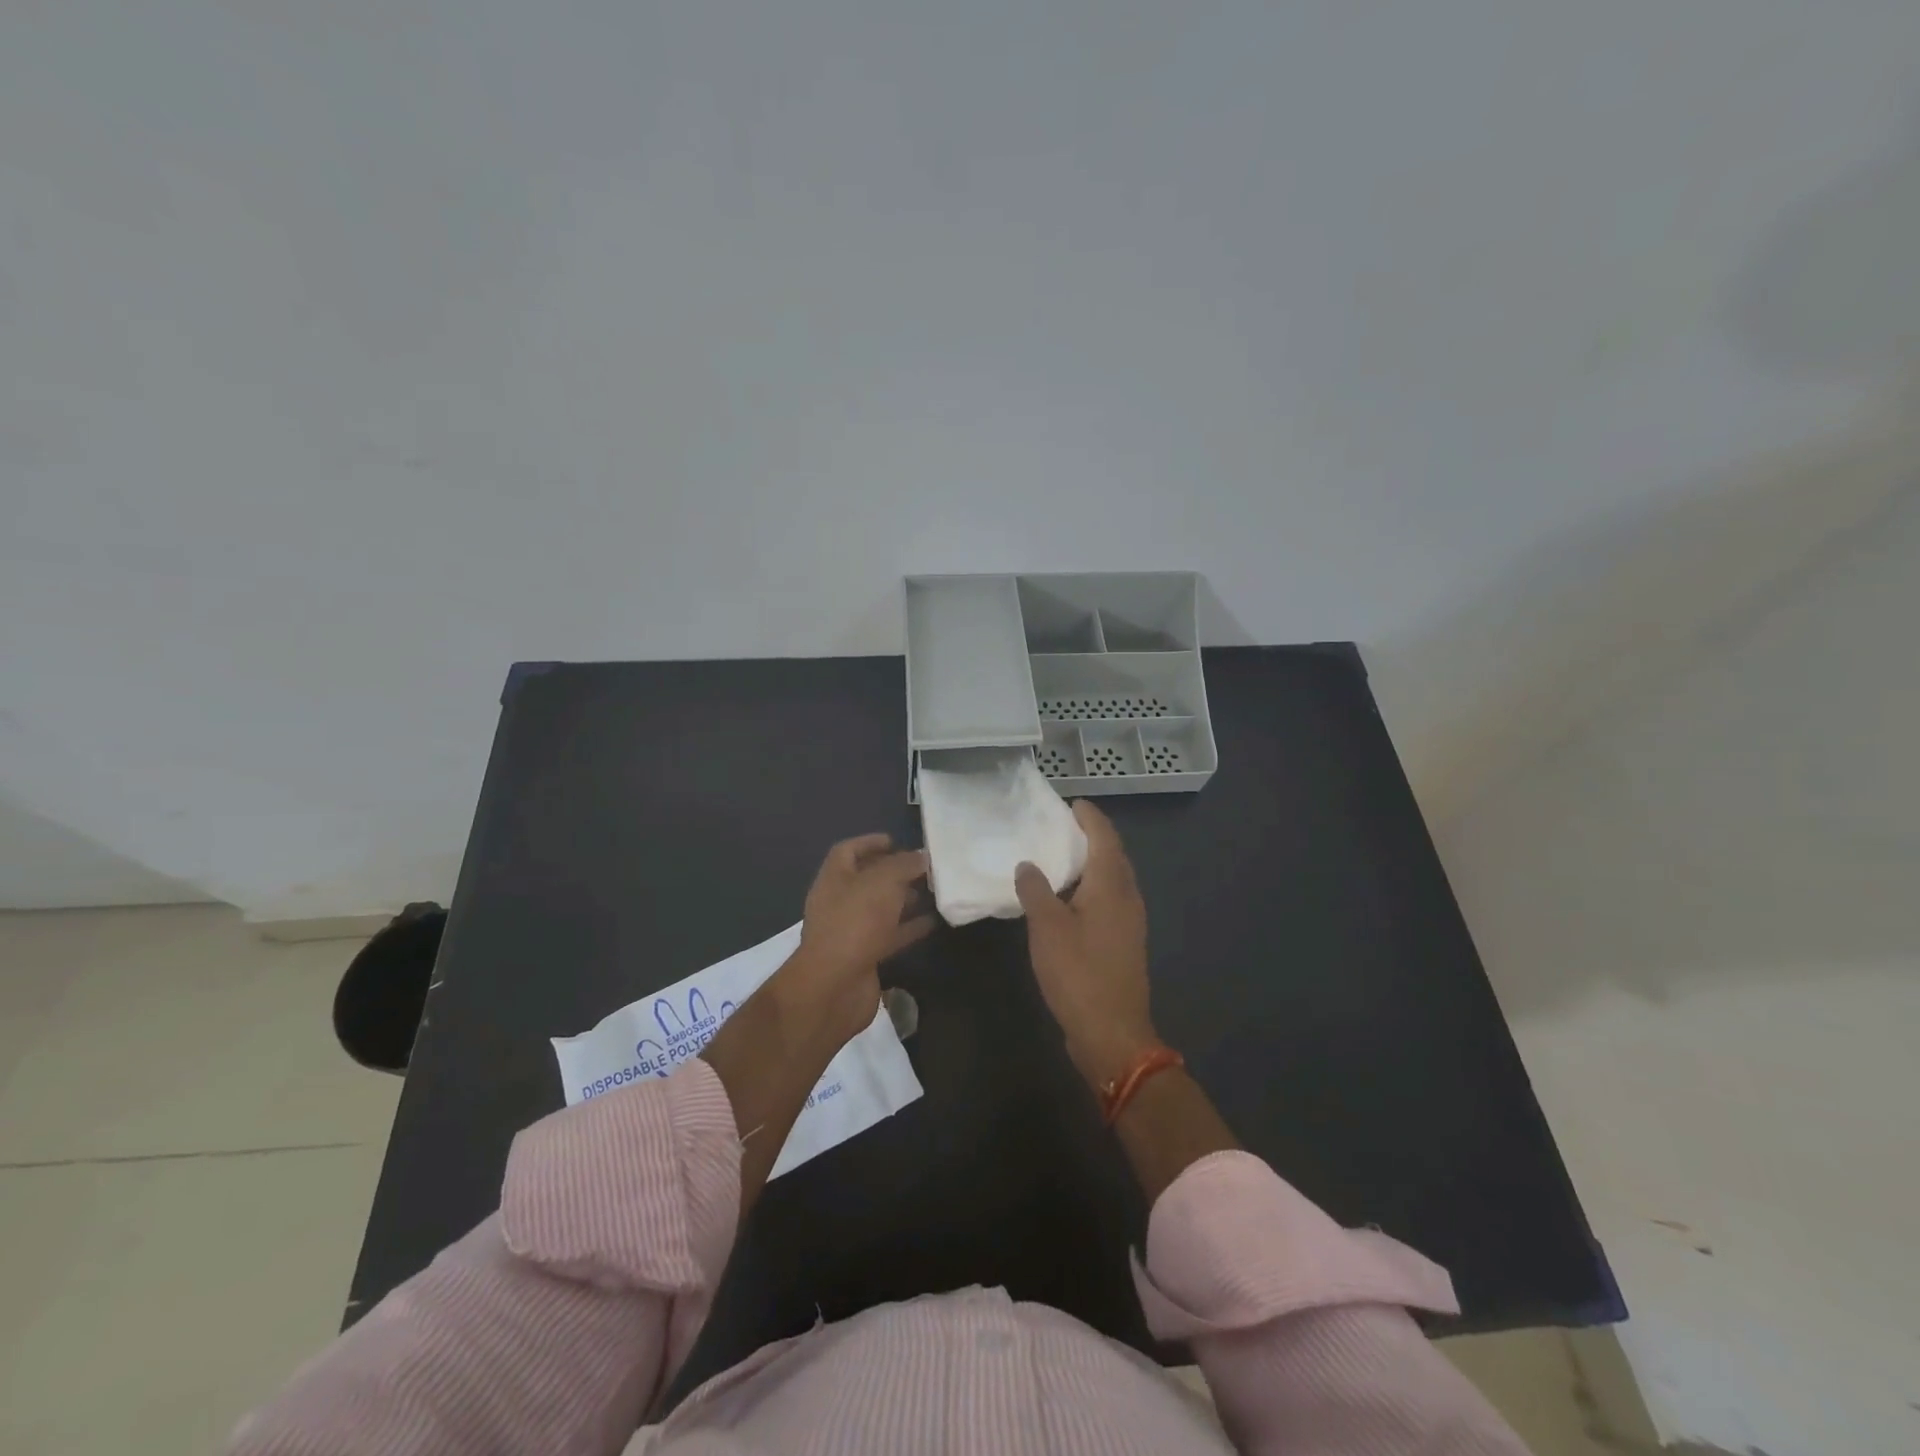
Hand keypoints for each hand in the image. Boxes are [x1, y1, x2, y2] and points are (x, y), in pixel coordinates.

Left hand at [786, 833, 932, 1046]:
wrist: (835, 986)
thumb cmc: (854, 923)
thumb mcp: (882, 883)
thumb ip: (904, 865)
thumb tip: (922, 856)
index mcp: (834, 878)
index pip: (848, 851)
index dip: (870, 842)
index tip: (896, 841)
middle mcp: (839, 902)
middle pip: (867, 879)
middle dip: (894, 872)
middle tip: (924, 867)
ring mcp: (851, 931)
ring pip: (881, 908)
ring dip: (905, 899)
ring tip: (934, 890)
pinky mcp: (865, 956)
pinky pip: (890, 935)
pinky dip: (910, 927)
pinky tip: (934, 921)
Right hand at [1015, 801, 1157, 1091]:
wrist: (1112, 1033)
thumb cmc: (1078, 974)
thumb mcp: (1047, 928)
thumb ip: (1036, 890)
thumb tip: (1028, 864)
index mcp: (1111, 886)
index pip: (1105, 837)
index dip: (1089, 817)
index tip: (1071, 803)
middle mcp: (1127, 897)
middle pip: (1113, 855)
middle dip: (1091, 837)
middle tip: (1061, 826)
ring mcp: (1130, 921)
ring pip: (1112, 879)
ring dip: (1091, 863)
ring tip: (1060, 857)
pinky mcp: (1124, 942)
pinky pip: (1109, 899)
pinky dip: (1091, 887)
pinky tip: (1068, 898)